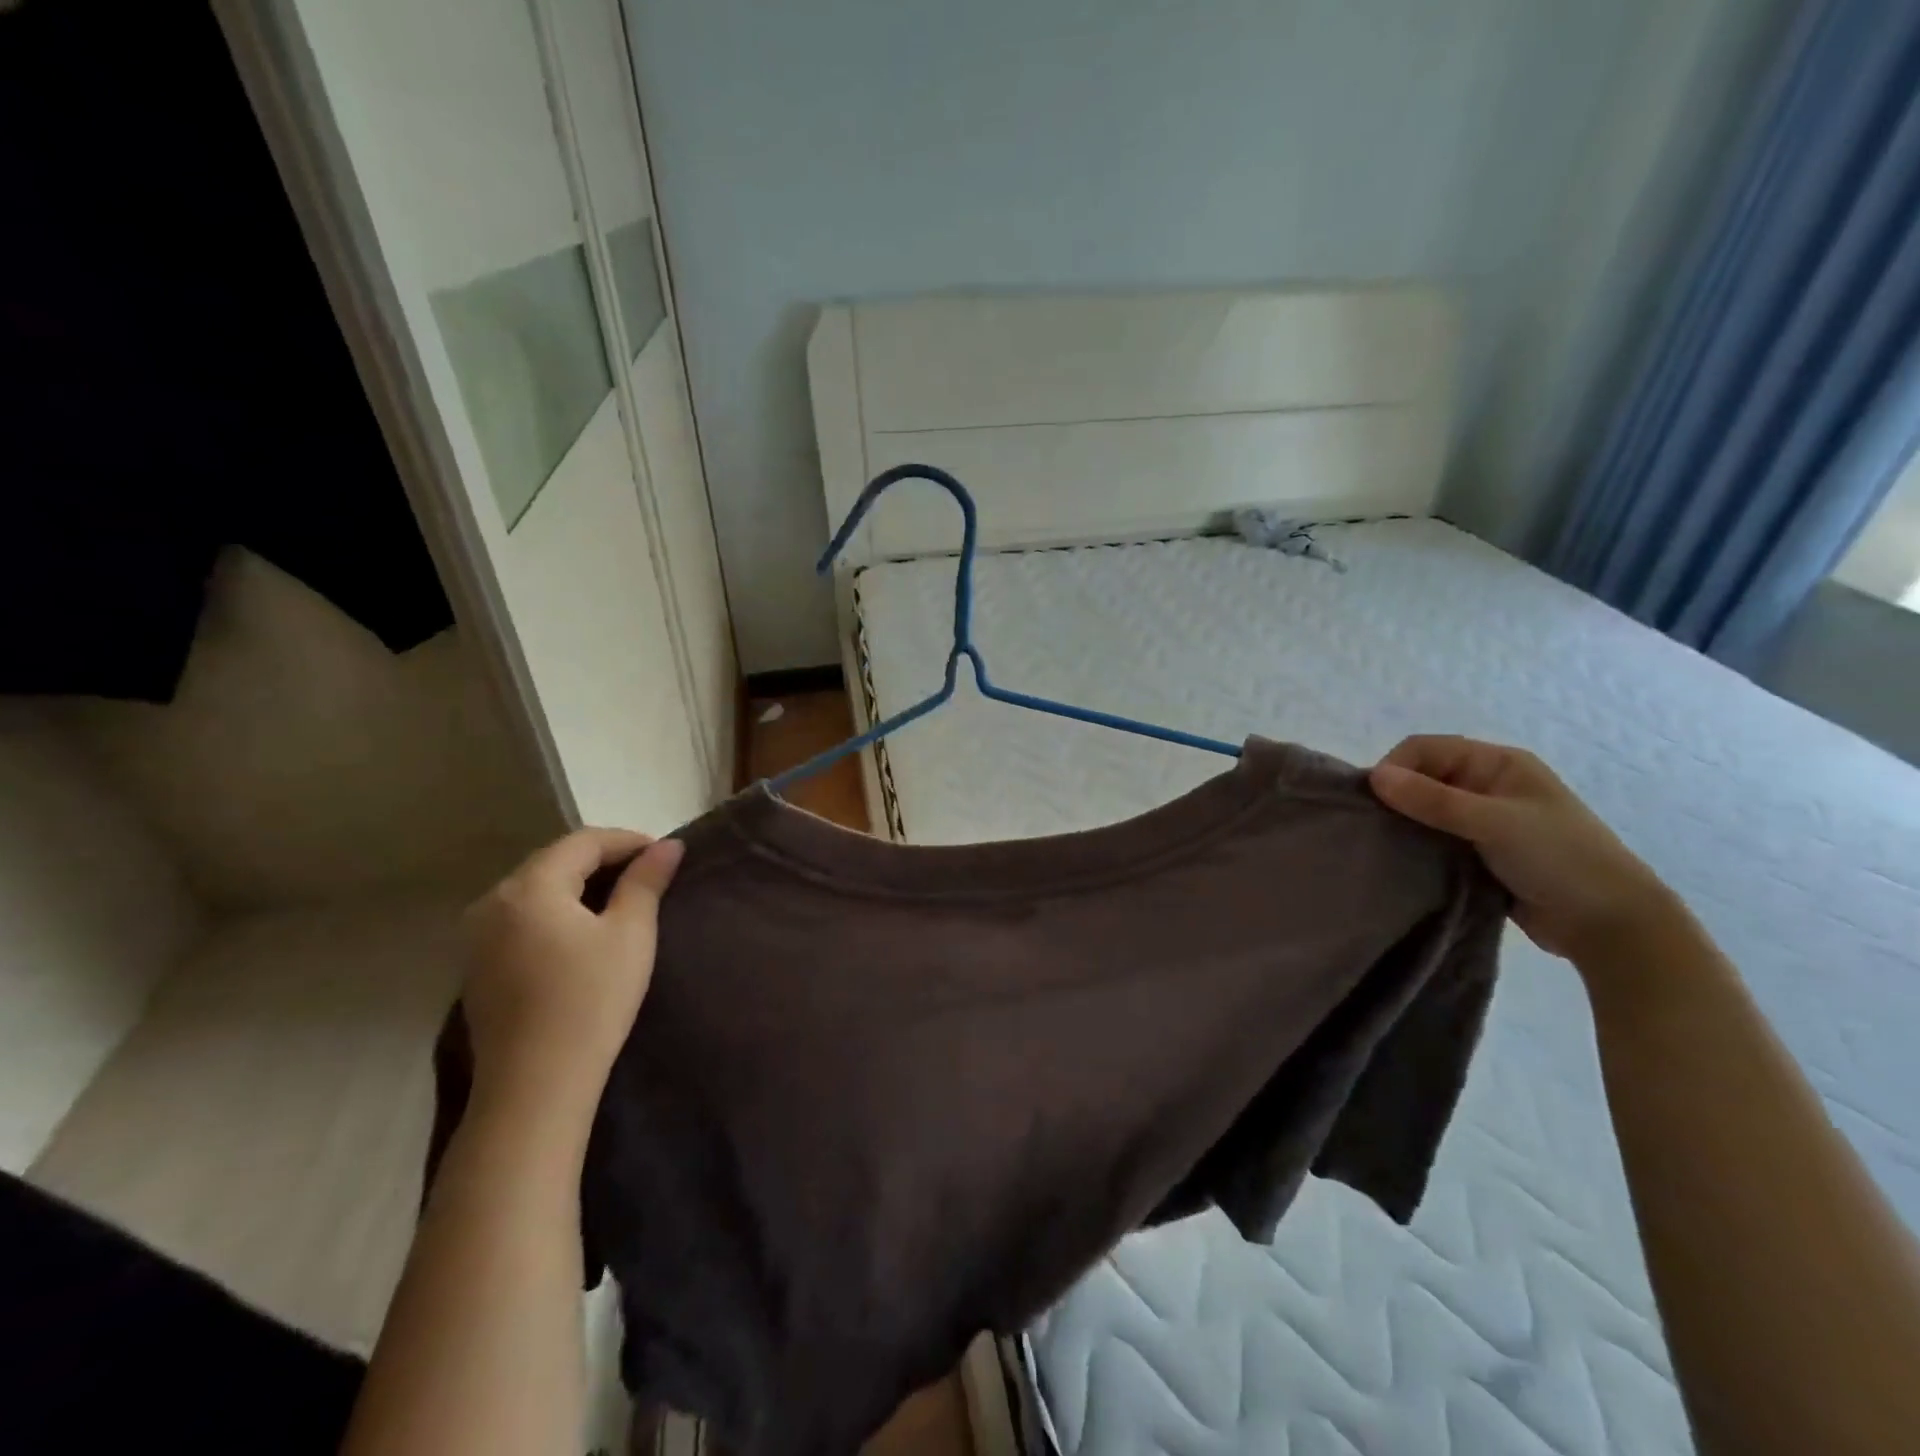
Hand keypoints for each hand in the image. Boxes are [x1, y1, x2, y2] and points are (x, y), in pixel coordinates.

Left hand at [460, 828, 683, 1121]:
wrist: (535, 1086)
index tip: (663, 853)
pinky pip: (521, 916)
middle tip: (646, 873)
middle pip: (554, 861)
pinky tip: (581, 929)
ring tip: (619, 898)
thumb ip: (645, 882)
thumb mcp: (630, 935)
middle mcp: (493, 901)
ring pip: (536, 888)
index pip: (583, 842)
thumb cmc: (590, 1001)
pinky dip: (555, 909)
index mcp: (529, 887)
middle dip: (602, 860)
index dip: (627, 841)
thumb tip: (668, 845)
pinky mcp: (476, 965)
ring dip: (577, 884)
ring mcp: (477, 935)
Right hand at [1370, 735, 1677, 964]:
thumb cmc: (1559, 859)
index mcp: (1497, 763)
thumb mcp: (1494, 823)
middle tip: (1375, 828)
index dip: (1395, 768)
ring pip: (1425, 810)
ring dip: (1405, 824)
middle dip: (1395, 797)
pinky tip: (1402, 861)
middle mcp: (1488, 785)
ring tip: (1384, 846)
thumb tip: (1374, 777)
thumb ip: (1433, 800)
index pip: (1425, 749)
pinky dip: (1417, 846)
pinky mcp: (1478, 852)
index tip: (1374, 803)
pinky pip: (1435, 839)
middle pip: (1422, 777)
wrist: (1610, 925)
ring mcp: (1484, 820)